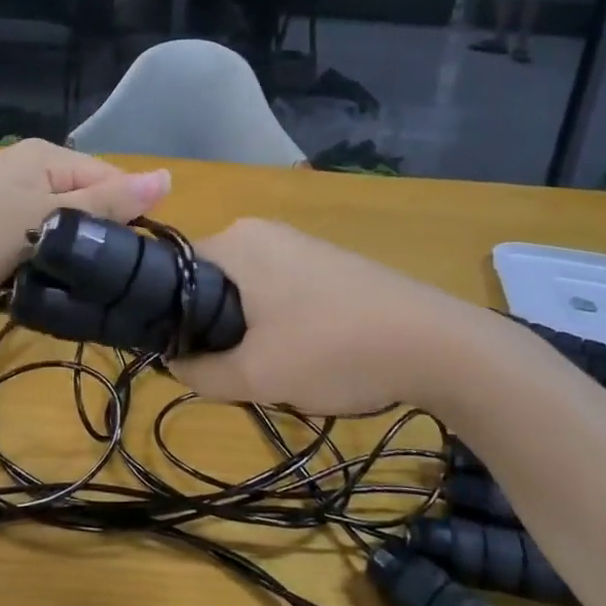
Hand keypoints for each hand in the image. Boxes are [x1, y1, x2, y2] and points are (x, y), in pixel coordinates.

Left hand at [0, 139, 170, 322]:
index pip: (111, 181)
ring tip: (74, 287)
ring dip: (68, 255)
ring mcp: (6, 198)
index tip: (129, 265)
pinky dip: (41, 261)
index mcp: (45, 156)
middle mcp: (28, 168)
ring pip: (61, 227)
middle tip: (99, 281)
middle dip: (94, 239)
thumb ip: (105, 203)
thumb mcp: (45, 219)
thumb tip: (167, 177)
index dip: (124, 220)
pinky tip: (44, 284)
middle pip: (86, 204)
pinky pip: (34, 240)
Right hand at [168, 219, 477, 415]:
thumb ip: (199, 372)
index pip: (173, 274)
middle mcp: (261, 230)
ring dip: (249, 332)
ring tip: (273, 368)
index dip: (170, 319)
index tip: (185, 359)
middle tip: (233, 371)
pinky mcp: (326, 261)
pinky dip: (280, 323)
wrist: (435, 345)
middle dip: (215, 330)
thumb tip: (172, 363)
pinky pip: (279, 291)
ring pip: (246, 292)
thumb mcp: (255, 375)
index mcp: (235, 241)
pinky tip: (306, 353)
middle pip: (211, 284)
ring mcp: (298, 243)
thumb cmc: (333, 349)